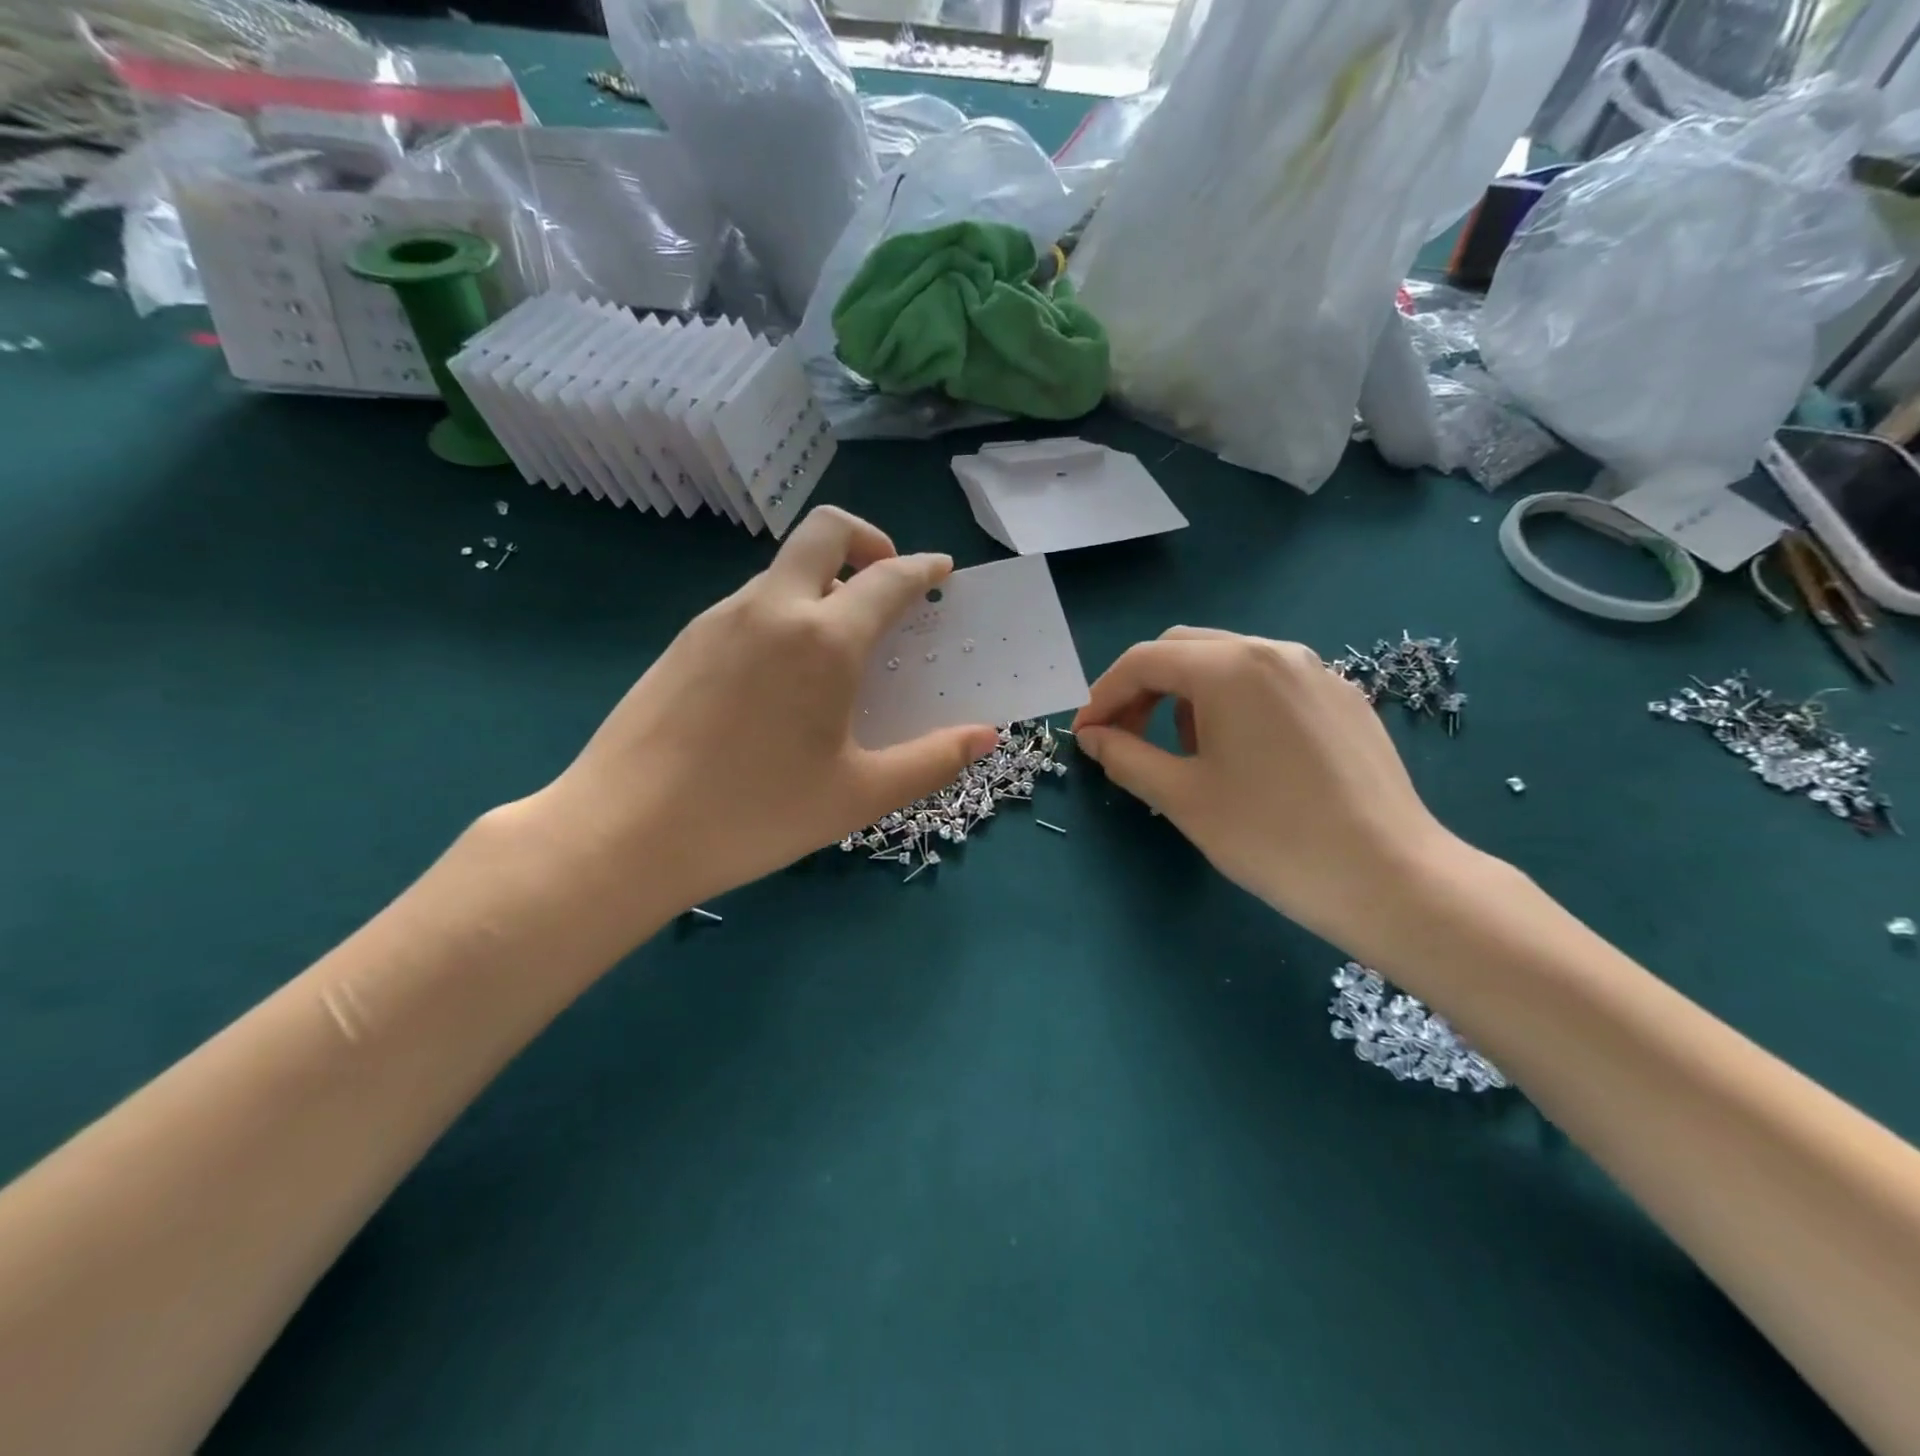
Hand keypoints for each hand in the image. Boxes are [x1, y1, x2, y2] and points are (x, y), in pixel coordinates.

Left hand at [535, 508, 998, 922]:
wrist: (623, 832)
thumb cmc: (755, 814)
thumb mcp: (859, 795)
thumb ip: (932, 760)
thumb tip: (986, 736)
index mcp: (823, 639)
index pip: (888, 578)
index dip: (923, 569)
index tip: (941, 572)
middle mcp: (771, 609)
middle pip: (825, 531)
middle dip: (868, 539)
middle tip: (886, 582)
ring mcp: (718, 619)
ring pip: (783, 570)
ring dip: (823, 583)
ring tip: (838, 646)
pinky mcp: (684, 641)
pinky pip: (750, 604)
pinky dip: (784, 612)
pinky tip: (782, 677)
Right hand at [1072, 628, 1460, 952]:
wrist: (1390, 878)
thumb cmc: (1272, 837)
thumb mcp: (1183, 798)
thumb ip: (1125, 756)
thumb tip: (1093, 737)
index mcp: (1230, 667)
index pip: (1144, 661)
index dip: (1103, 695)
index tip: (1084, 736)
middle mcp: (1274, 650)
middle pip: (1184, 649)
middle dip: (1142, 688)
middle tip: (1122, 736)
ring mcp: (1316, 670)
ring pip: (1228, 662)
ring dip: (1187, 694)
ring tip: (1183, 751)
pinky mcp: (1343, 697)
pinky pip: (1269, 682)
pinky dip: (1232, 702)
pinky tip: (1240, 753)